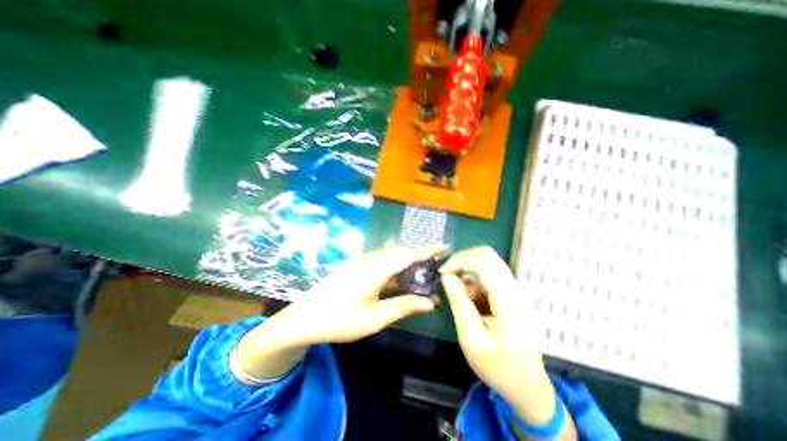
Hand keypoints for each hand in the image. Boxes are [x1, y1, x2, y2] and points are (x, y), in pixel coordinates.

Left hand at [270, 242, 441, 345]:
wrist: (303, 319)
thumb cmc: (338, 321)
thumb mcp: (373, 319)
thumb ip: (402, 306)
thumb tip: (430, 302)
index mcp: (373, 270)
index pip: (406, 255)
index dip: (426, 250)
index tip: (444, 246)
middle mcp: (368, 260)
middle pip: (400, 253)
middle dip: (420, 256)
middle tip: (438, 265)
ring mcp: (361, 262)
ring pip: (391, 256)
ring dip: (408, 262)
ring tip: (424, 272)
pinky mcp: (357, 266)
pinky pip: (382, 262)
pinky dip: (396, 267)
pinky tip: (401, 279)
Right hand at [441, 247, 566, 431]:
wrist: (527, 386)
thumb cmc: (498, 366)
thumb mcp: (471, 338)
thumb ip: (459, 303)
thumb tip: (446, 276)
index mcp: (509, 301)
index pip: (483, 263)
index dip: (459, 261)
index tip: (441, 272)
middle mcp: (516, 289)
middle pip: (488, 256)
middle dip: (463, 259)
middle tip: (447, 273)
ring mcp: (517, 291)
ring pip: (488, 265)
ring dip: (469, 275)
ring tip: (460, 299)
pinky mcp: (513, 295)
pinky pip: (491, 277)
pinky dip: (475, 283)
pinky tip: (471, 303)